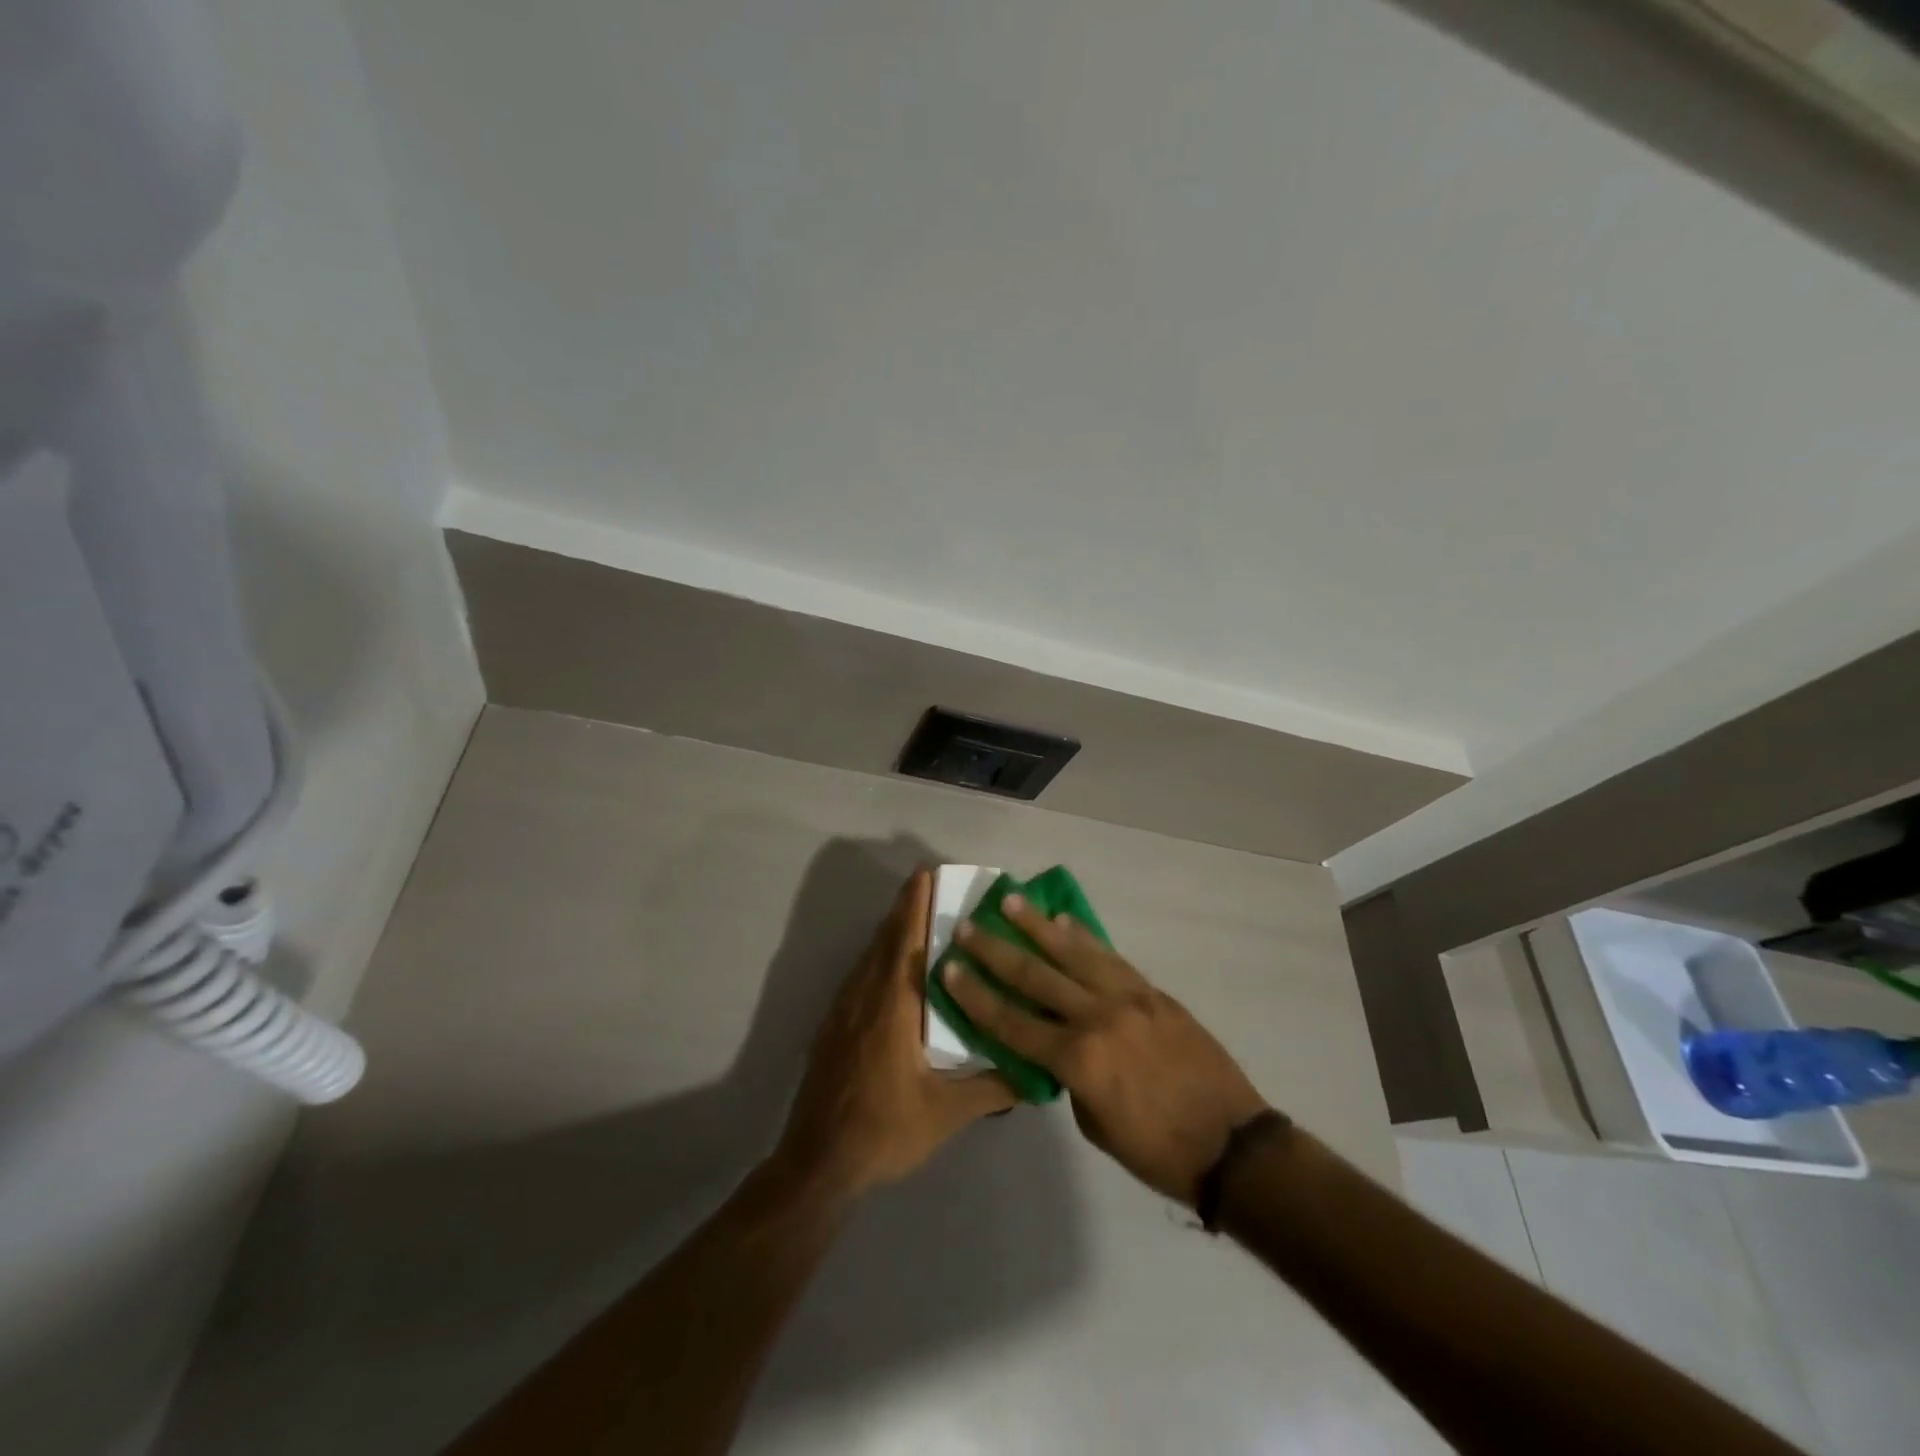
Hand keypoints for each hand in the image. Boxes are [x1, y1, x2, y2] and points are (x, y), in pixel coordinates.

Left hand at [774, 868, 1017, 1201]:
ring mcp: (843, 1011)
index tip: (926, 873)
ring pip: (869, 957)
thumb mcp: (946, 1114)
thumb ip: (993, 1089)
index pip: (904, 942)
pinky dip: (878, 956)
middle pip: (884, 940)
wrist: (817, 1164)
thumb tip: (1037, 1072)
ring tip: (917, 915)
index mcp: (891, 1009)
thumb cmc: (883, 1132)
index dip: (914, 905)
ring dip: (891, 930)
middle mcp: (864, 998)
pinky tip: (893, 968)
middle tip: (929, 883)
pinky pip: (860, 976)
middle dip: (905, 907)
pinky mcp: (833, 1027)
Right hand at [945, 898, 1269, 1204]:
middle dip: (996, 951)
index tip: (949, 967)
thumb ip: (1069, 1078)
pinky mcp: (1153, 992)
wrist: (1232, 1144)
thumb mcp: (1095, 1125)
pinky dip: (1085, 938)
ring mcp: (1129, 998)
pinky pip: (1111, 957)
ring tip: (1011, 900)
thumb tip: (1054, 1047)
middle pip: (1036, 976)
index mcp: (1078, 1060)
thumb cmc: (1157, 1150)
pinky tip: (1065, 921)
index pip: (1013, 1021)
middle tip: (967, 926)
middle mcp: (1098, 1018)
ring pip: (1074, 953)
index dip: (976, 996)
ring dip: (1038, 926)